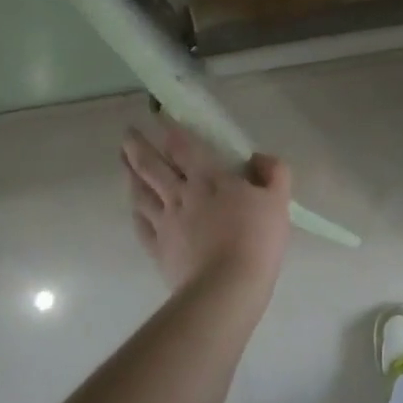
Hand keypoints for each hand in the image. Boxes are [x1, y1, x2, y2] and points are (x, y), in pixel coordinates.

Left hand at [121, 123, 291, 297]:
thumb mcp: (278, 200)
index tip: (158, 115)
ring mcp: (166, 223)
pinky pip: (142, 225)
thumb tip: (259, 157)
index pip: (184, 147)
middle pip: (153, 166)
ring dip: (130, 174)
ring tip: (123, 162)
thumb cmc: (256, 239)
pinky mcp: (159, 249)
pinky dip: (136, 212)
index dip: (170, 129)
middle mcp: (181, 195)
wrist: (227, 286)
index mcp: (209, 179)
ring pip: (141, 193)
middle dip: (139, 147)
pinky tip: (133, 207)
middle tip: (127, 133)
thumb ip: (274, 172)